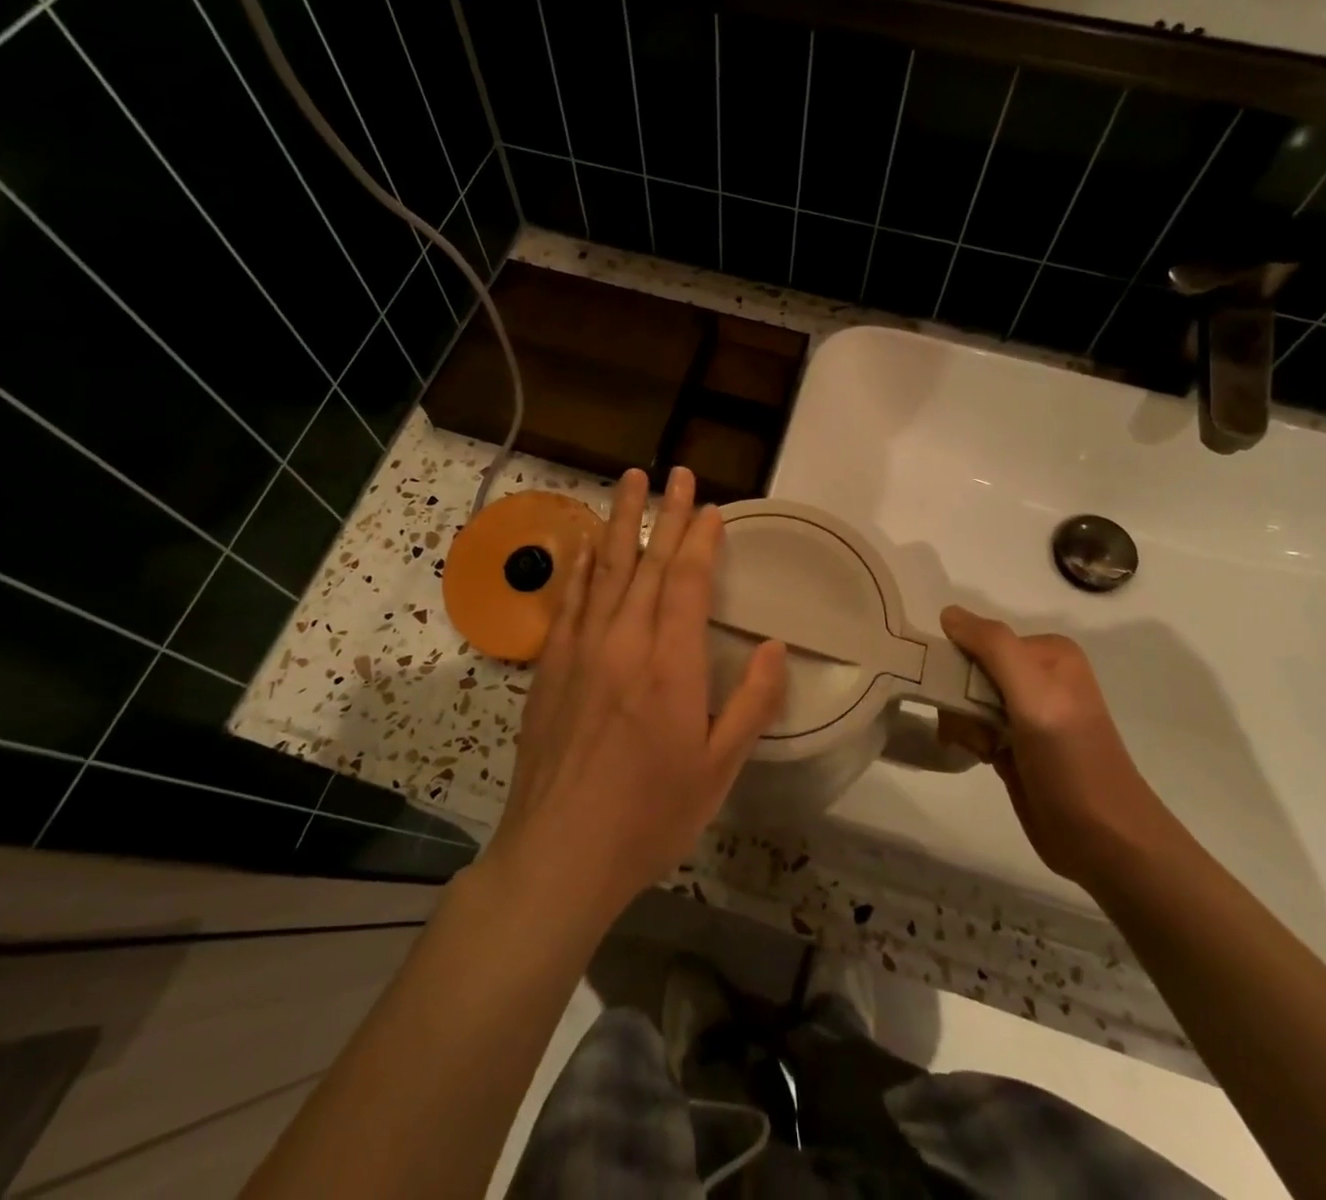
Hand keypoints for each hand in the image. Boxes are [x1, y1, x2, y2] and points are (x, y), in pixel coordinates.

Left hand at [487, 468, 787, 921]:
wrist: (559, 854)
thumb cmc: (650, 815)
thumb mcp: (718, 768)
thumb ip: (751, 702)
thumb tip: (776, 647)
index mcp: (668, 664)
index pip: (686, 581)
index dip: (699, 539)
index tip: (710, 508)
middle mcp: (622, 642)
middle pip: (645, 562)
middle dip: (663, 514)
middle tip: (674, 472)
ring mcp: (580, 651)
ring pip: (603, 570)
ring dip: (619, 522)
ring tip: (628, 482)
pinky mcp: (549, 668)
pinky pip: (568, 601)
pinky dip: (579, 566)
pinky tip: (584, 545)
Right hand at [938, 606, 1175, 884]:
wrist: (1105, 840)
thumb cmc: (1070, 759)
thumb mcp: (1033, 694)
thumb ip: (992, 646)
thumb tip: (947, 612)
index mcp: (1049, 653)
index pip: (980, 640)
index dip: (960, 666)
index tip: (958, 696)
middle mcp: (1039, 675)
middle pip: (971, 670)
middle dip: (961, 700)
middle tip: (976, 730)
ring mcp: (1029, 712)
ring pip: (967, 700)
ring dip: (964, 724)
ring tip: (986, 750)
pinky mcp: (1019, 745)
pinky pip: (975, 726)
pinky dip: (970, 739)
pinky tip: (984, 758)